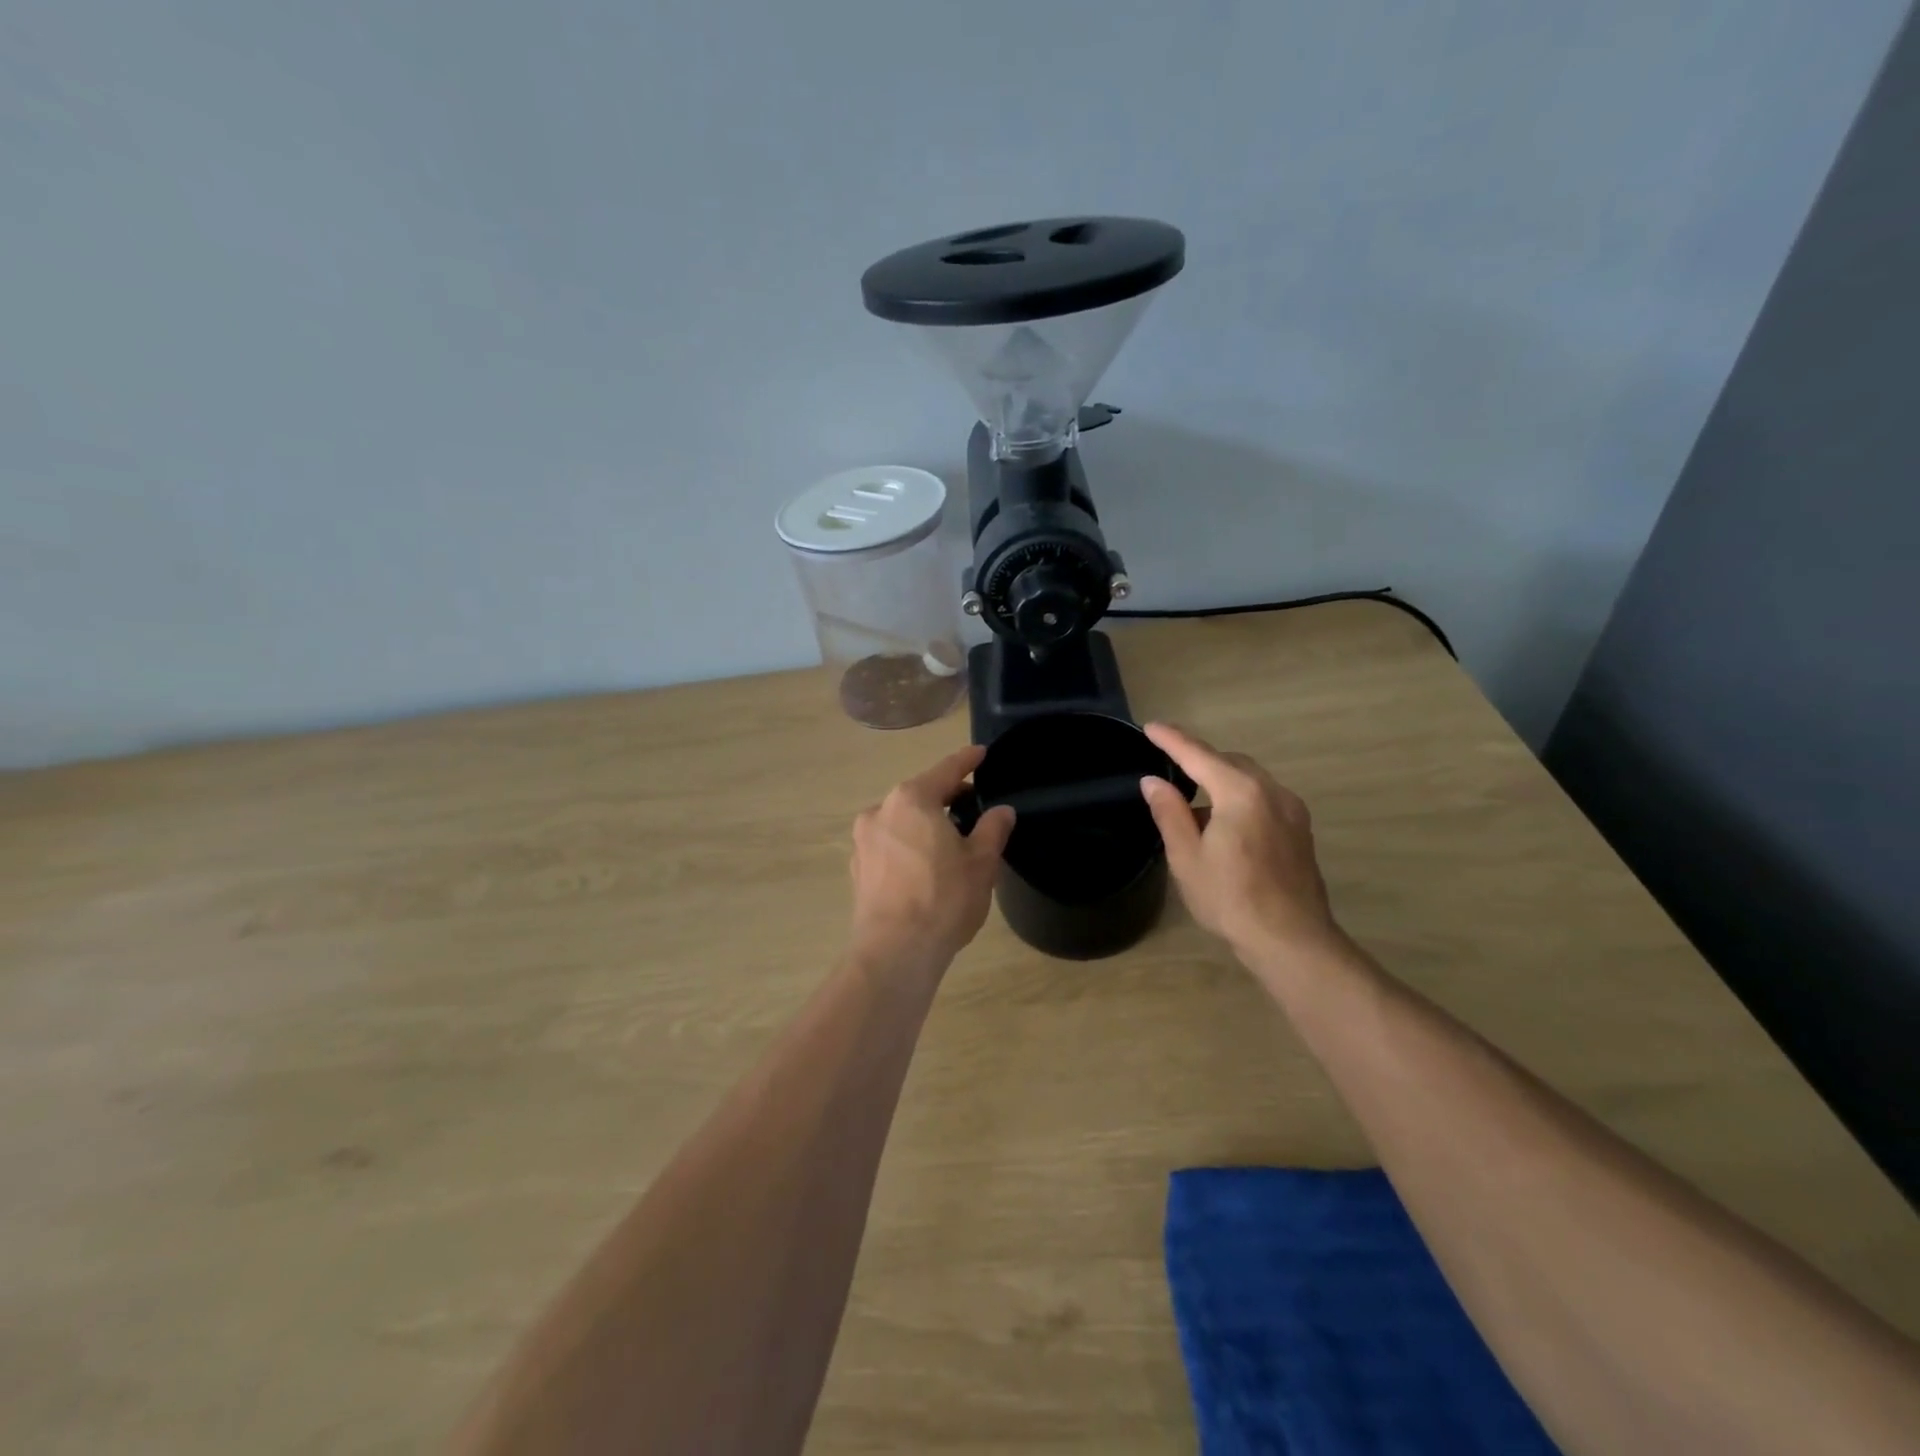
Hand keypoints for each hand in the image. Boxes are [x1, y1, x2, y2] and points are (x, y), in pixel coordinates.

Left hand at [848, 746, 1016, 974]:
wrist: (895, 952)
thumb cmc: (943, 899)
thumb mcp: (981, 862)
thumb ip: (992, 829)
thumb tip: (1002, 811)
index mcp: (911, 799)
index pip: (946, 770)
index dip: (967, 760)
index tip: (980, 753)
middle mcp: (880, 811)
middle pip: (920, 795)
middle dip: (946, 797)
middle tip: (973, 806)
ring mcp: (863, 841)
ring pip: (902, 821)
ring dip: (925, 823)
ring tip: (950, 841)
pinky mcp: (857, 869)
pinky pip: (889, 845)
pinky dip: (908, 846)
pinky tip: (925, 867)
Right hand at [1139, 723, 1342, 963]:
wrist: (1292, 940)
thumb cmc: (1231, 899)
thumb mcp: (1187, 857)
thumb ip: (1169, 812)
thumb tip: (1153, 781)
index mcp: (1240, 793)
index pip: (1198, 755)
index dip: (1171, 740)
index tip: (1150, 727)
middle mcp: (1272, 791)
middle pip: (1229, 762)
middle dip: (1199, 760)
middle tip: (1169, 769)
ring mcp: (1292, 810)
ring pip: (1249, 779)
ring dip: (1220, 780)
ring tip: (1193, 804)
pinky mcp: (1300, 830)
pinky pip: (1263, 797)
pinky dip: (1239, 797)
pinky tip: (1224, 825)